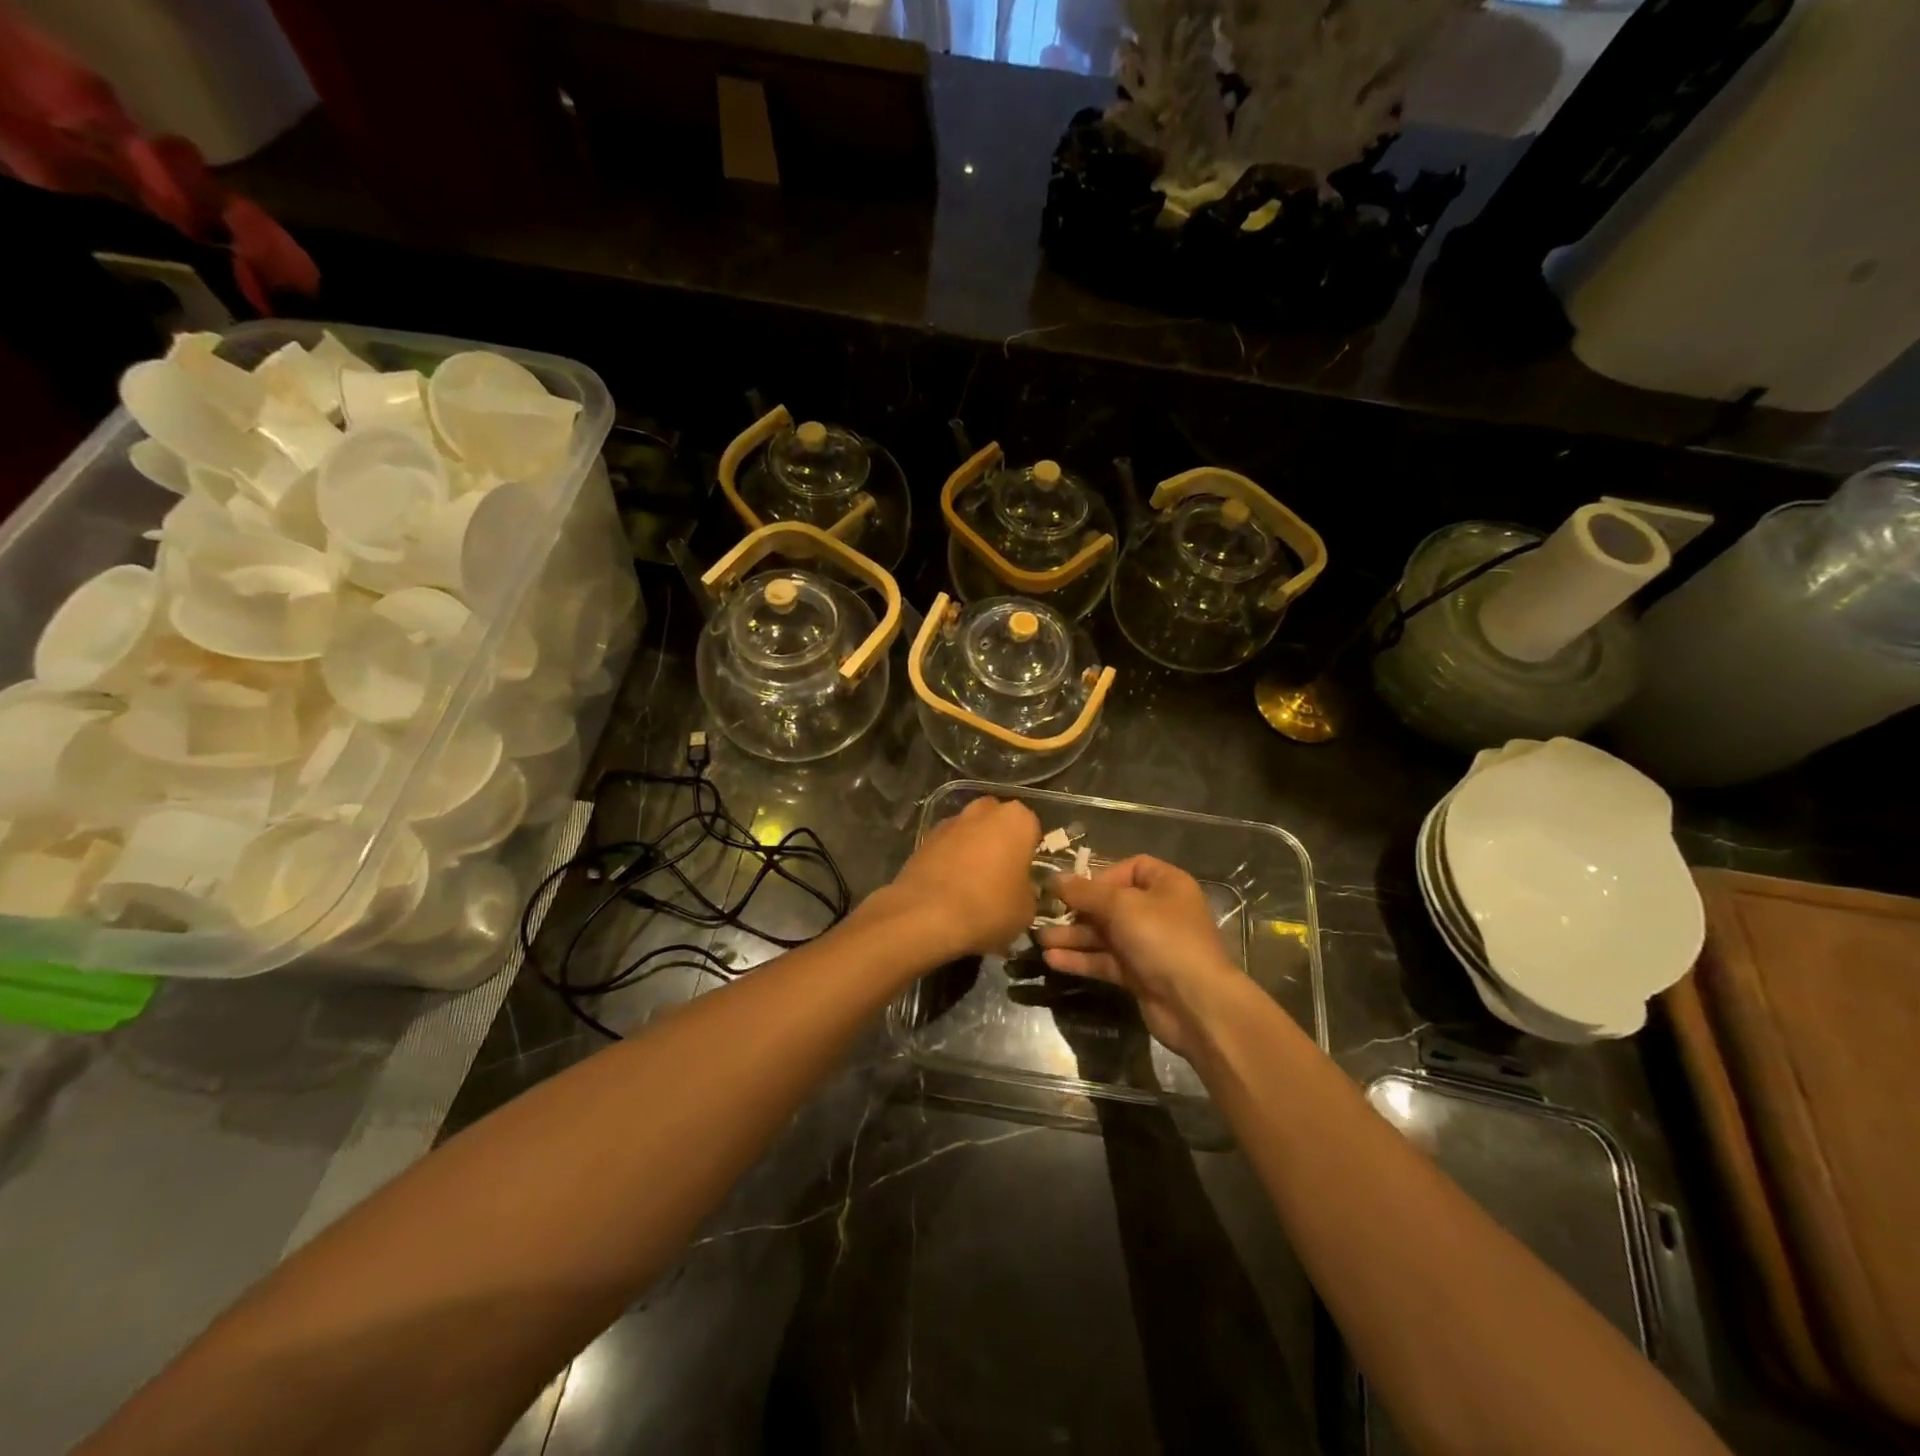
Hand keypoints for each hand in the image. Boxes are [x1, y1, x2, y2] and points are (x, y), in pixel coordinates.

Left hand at [874, 797, 1040, 960]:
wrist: (926, 915)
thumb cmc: (988, 907)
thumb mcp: (1026, 910)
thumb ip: (1028, 891)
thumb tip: (1021, 891)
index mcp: (1016, 820)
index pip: (1031, 828)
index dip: (1029, 852)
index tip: (1025, 874)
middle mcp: (983, 811)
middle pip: (997, 822)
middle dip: (999, 842)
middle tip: (1001, 875)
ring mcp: (951, 822)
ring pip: (970, 832)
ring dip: (973, 849)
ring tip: (972, 884)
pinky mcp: (924, 838)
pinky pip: (947, 846)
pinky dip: (950, 859)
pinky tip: (949, 887)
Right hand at [1034, 855, 1240, 1054]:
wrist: (1196, 1004)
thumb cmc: (1163, 939)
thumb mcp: (1121, 906)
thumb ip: (1085, 892)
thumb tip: (1053, 878)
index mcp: (1166, 885)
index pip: (1131, 869)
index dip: (1102, 876)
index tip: (1077, 889)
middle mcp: (1159, 912)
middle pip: (1111, 904)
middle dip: (1077, 910)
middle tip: (1045, 915)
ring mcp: (1149, 945)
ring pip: (1104, 935)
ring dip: (1073, 936)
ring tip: (1039, 940)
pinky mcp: (1139, 975)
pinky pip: (1105, 961)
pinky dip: (1081, 959)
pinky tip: (1052, 960)